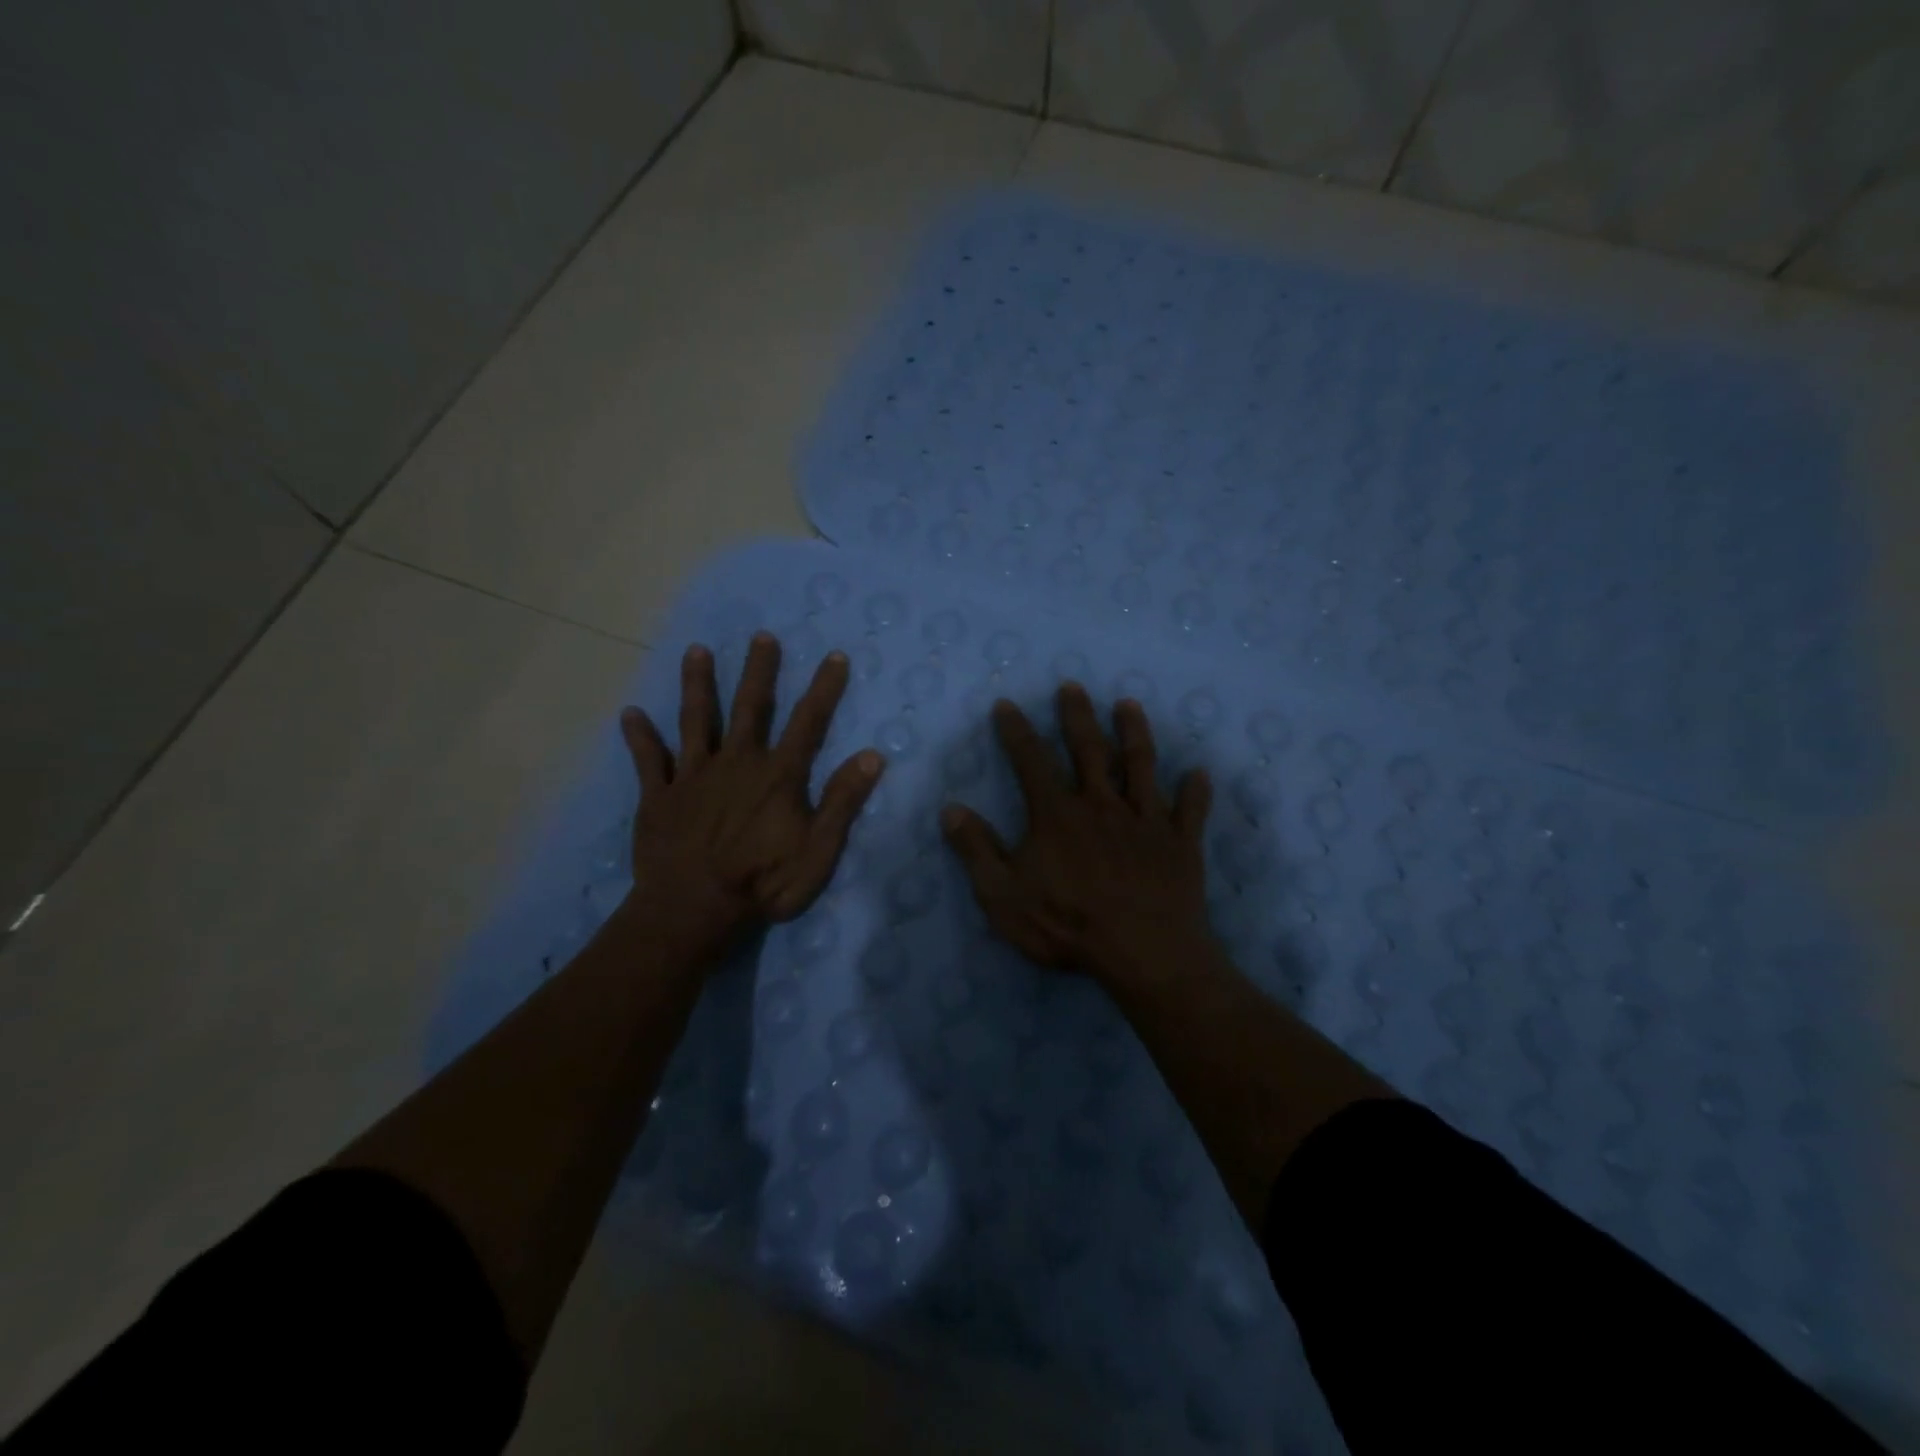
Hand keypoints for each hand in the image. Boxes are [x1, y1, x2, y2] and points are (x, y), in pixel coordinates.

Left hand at [619, 632, 883, 955]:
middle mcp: (736, 762)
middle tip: (761, 636)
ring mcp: (693, 776)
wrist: (692, 909)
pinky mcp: (659, 796)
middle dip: (758, 670)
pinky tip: (630, 714)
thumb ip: (843, 801)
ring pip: (695, 720)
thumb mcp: (818, 849)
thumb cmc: (763, 882)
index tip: (834, 656)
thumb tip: (873, 755)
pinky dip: (640, 737)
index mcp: (777, 775)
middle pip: (749, 707)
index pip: (808, 722)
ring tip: (696, 651)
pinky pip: (648, 761)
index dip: (824, 688)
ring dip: (697, 685)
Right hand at [941, 683, 1213, 986]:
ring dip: (1134, 733)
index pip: (1031, 761)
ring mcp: (1145, 820)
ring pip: (1140, 765)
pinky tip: (1199, 773)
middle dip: (1077, 715)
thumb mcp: (1002, 895)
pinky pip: (1190, 810)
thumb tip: (951, 809)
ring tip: (1129, 705)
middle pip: (1088, 749)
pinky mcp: (1180, 843)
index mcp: (1057, 814)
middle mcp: (1102, 804)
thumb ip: (976, 850)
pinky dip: (1195, 791)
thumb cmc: (1067, 924)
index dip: (1016, 731)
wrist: (1142, 952)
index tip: (1007, 705)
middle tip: (1073, 685)